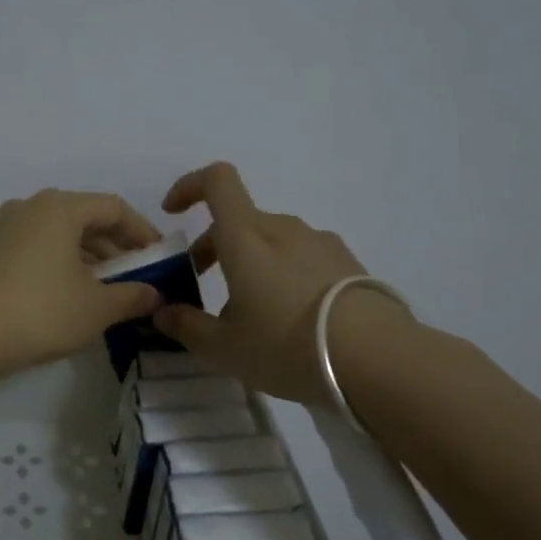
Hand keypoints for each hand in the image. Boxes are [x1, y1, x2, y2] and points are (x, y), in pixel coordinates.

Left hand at [0, 189, 167, 375]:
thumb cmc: (40, 311)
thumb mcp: (97, 307)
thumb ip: (132, 296)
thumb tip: (155, 295)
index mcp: (59, 207)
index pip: (113, 207)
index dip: (142, 231)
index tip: (158, 257)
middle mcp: (28, 207)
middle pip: (83, 217)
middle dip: (113, 246)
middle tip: (134, 275)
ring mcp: (2, 229)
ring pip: (56, 234)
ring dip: (85, 256)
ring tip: (103, 289)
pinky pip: (33, 248)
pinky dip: (57, 263)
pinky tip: (66, 294)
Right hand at [153, 162, 413, 404]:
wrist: (377, 358)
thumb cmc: (286, 345)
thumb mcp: (225, 348)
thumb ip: (187, 327)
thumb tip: (163, 312)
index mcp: (246, 237)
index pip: (217, 181)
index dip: (190, 187)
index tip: (173, 213)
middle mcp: (282, 229)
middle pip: (239, 221)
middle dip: (213, 246)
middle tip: (203, 287)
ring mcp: (319, 243)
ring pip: (271, 241)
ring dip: (250, 263)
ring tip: (250, 313)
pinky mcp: (347, 263)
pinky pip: (301, 258)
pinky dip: (283, 274)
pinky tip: (290, 318)